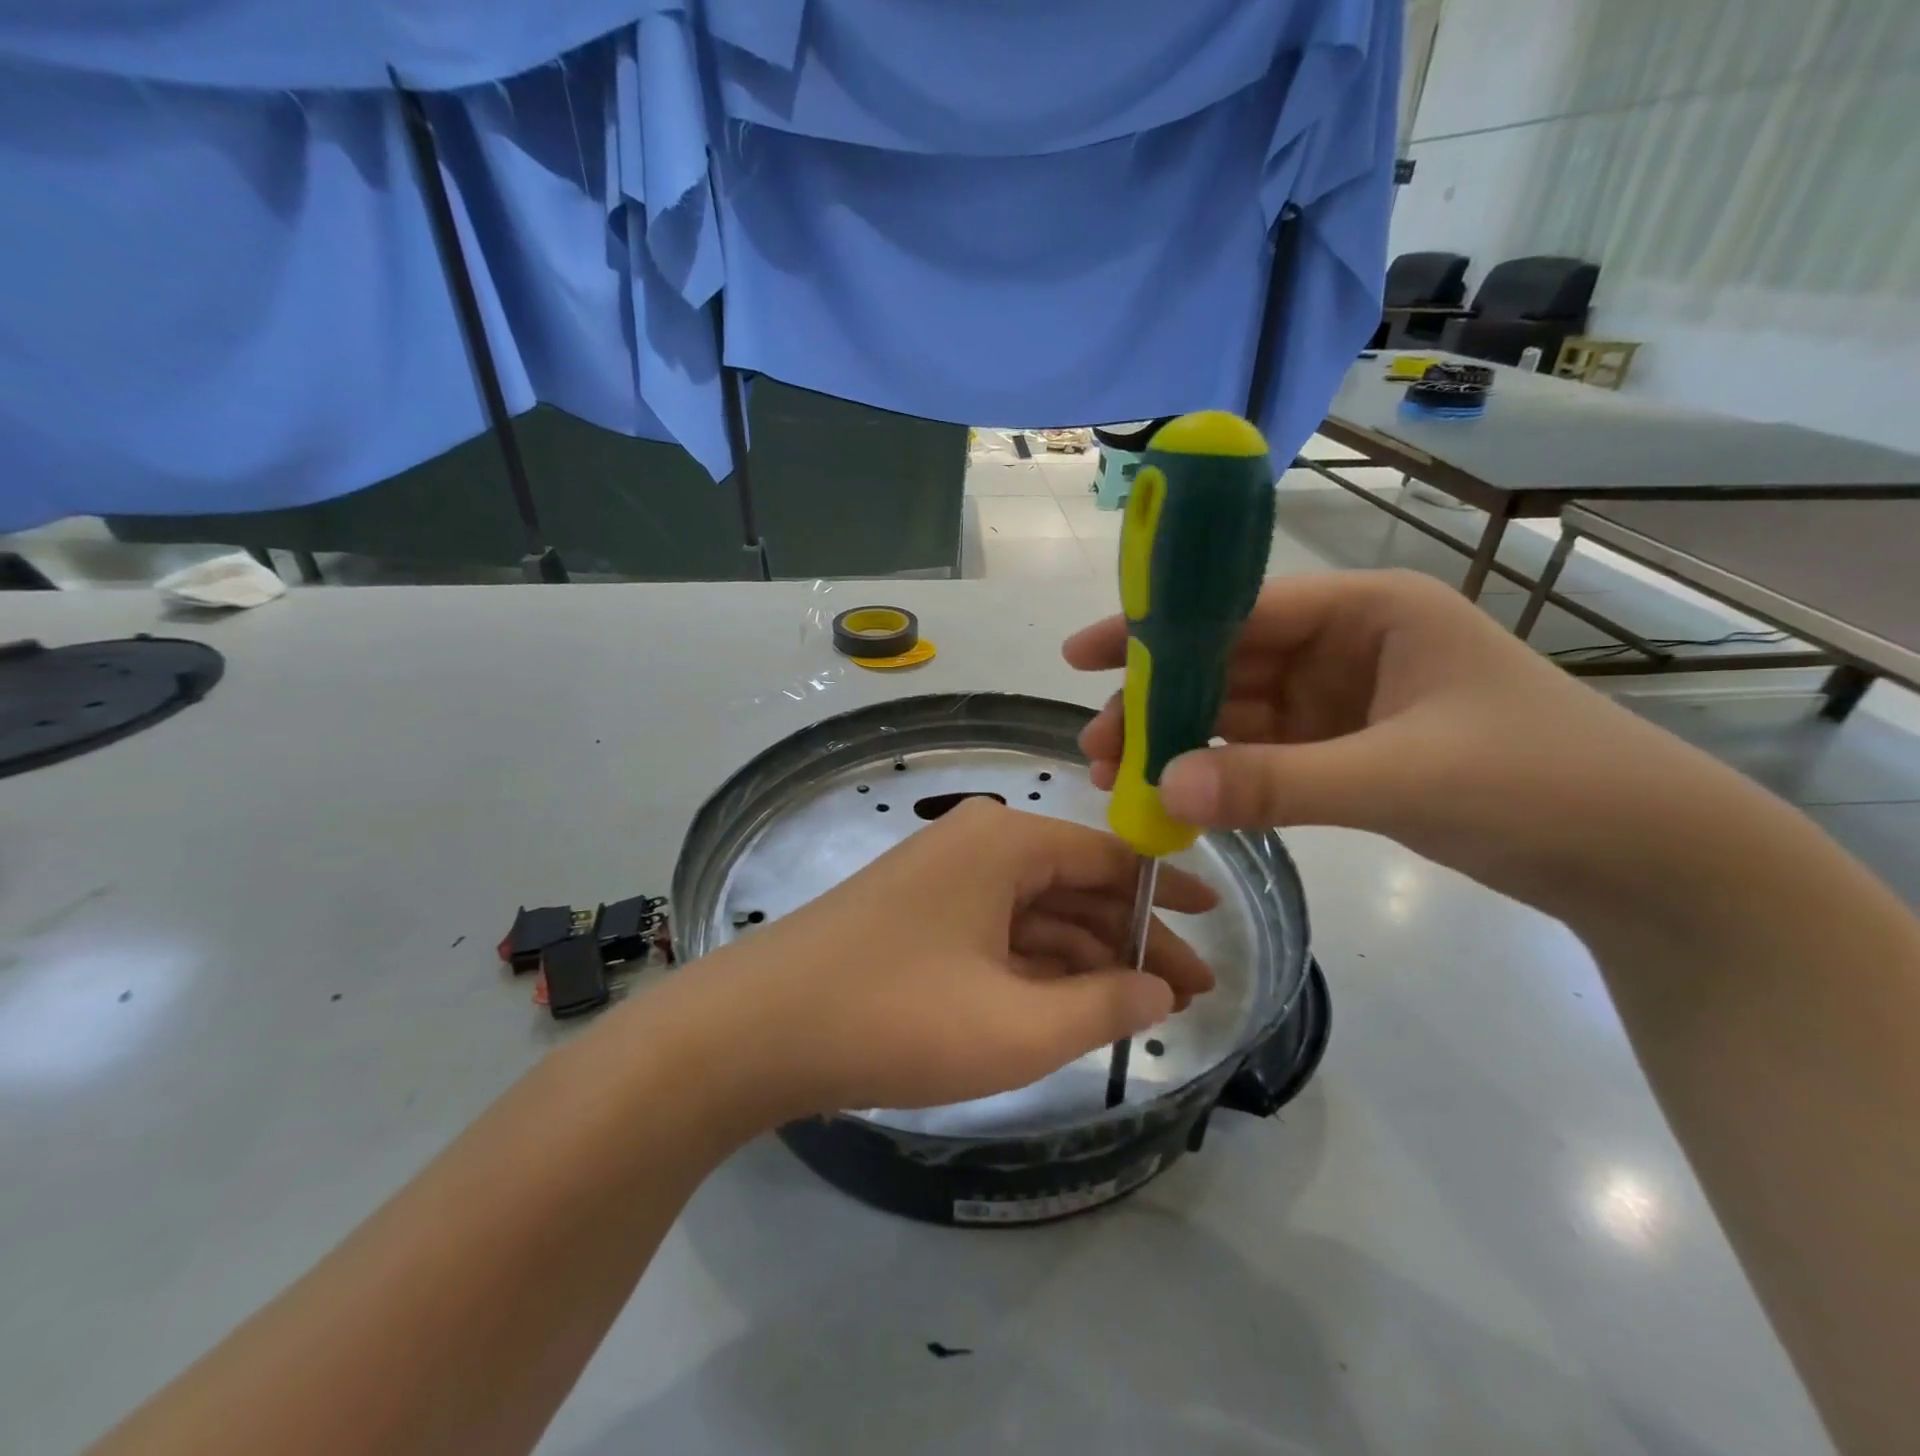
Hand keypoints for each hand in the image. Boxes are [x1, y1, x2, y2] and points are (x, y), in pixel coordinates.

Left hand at [683, 799, 1216, 1119]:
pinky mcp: (917, 916)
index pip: (1111, 858)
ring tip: (1138, 1011)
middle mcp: (977, 844)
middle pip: (1075, 886)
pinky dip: (1036, 968)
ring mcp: (942, 879)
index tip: (1215, 928)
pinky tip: (1067, 1006)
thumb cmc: (896, 1016)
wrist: (755, 1029)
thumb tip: (1159, 990)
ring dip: (1085, 959)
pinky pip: (996, 932)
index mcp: (1006, 842)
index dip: (1167, 895)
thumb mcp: (1017, 1027)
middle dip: (1131, 940)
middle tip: (1187, 996)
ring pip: (1035, 913)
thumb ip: (1102, 1005)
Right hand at [1065, 570, 1747, 921]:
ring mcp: (1343, 701)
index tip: (1083, 656)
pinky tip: (1175, 794)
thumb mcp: (1402, 777)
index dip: (1156, 629)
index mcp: (1369, 611)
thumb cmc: (1541, 785)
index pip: (1239, 609)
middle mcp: (1347, 645)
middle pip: (1225, 664)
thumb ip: (1278, 783)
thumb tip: (1162, 790)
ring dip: (1178, 741)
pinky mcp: (1345, 751)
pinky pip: (1261, 753)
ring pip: (1236, 712)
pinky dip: (1218, 772)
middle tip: (1096, 745)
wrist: (1646, 862)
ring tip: (1117, 776)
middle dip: (1156, 700)